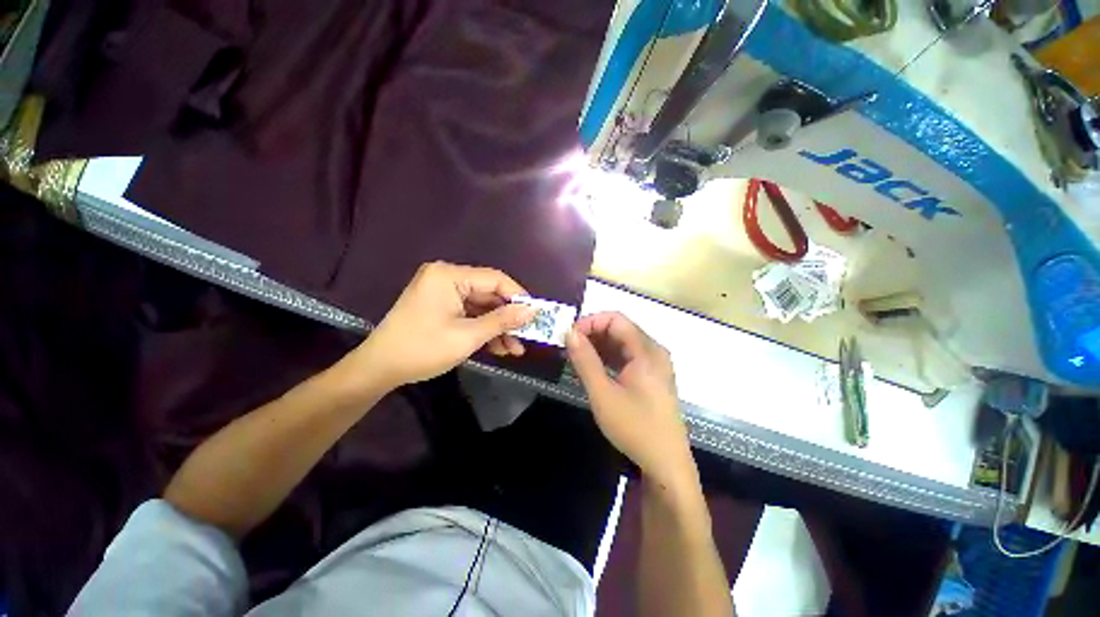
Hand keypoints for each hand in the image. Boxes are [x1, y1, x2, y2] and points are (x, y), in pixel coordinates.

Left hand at [351, 262, 536, 388]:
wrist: (379, 369)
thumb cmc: (422, 349)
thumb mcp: (468, 336)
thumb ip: (502, 320)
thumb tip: (531, 311)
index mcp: (449, 276)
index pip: (495, 279)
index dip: (518, 296)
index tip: (535, 315)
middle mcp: (447, 278)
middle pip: (489, 294)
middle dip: (508, 318)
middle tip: (526, 336)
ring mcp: (443, 293)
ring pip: (482, 307)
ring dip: (498, 327)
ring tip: (515, 349)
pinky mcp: (441, 307)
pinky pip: (470, 314)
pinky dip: (484, 329)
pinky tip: (498, 347)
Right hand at [566, 312, 695, 489]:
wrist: (666, 464)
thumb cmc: (635, 428)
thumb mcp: (603, 394)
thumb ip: (585, 360)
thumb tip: (570, 333)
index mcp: (646, 351)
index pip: (615, 319)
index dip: (590, 322)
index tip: (569, 336)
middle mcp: (653, 351)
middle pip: (620, 329)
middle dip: (592, 333)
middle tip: (569, 347)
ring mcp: (655, 364)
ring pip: (622, 343)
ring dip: (599, 346)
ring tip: (576, 357)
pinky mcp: (651, 376)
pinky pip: (627, 357)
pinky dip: (608, 358)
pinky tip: (592, 368)